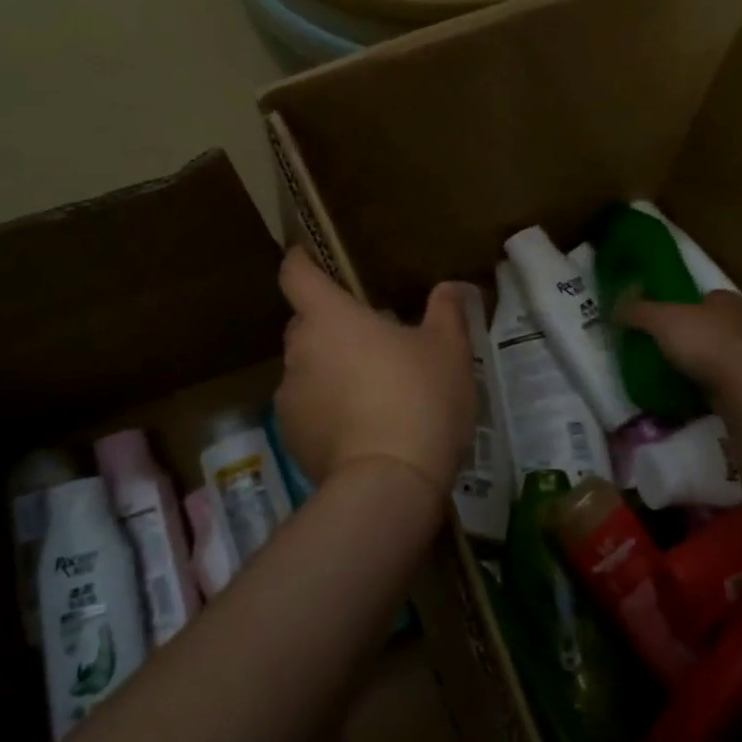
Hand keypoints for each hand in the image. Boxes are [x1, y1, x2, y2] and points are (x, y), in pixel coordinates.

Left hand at [275, 248, 474, 500]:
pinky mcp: (291, 437)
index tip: (309, 258)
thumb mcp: (448, 350)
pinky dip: (327, 409)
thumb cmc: (419, 399)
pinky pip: (307, 408)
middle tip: (372, 339)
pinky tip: (362, 429)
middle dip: (331, 325)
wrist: (388, 483)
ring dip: (330, 370)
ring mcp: (289, 397)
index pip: (296, 274)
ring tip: (372, 391)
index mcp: (330, 318)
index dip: (300, 262)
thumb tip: (451, 287)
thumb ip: (447, 310)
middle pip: (305, 324)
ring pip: (307, 368)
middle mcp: (299, 351)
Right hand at [620, 290, 741, 401]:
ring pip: (723, 354)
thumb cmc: (704, 341)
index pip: (706, 297)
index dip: (685, 306)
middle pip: (714, 325)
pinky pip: (727, 381)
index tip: (664, 320)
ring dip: (704, 362)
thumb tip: (615, 308)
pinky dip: (711, 386)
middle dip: (694, 335)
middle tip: (667, 348)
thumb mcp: (660, 319)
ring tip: (676, 374)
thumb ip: (637, 311)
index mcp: (729, 300)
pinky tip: (692, 395)